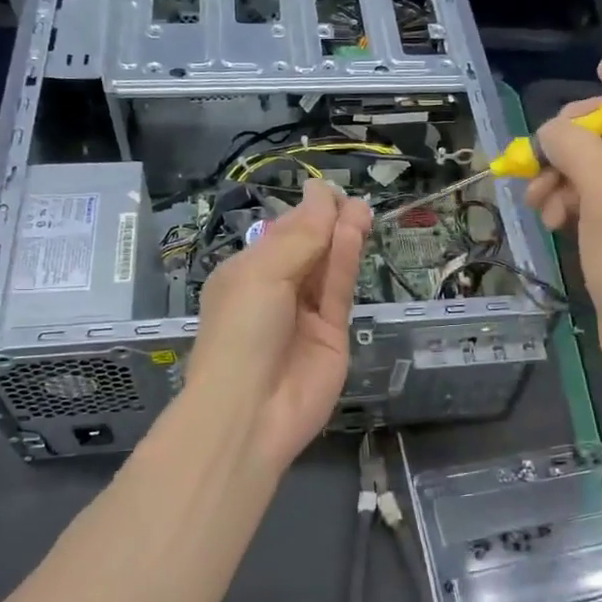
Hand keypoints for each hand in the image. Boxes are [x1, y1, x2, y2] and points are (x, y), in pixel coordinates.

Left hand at [187, 179, 371, 473]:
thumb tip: (321, 194)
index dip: (303, 213)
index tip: (325, 191)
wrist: (251, 410)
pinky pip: (339, 290)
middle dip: (326, 222)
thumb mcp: (262, 274)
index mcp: (246, 274)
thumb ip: (300, 236)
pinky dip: (346, 262)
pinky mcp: (333, 333)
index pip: (280, 234)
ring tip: (361, 209)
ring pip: (327, 267)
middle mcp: (275, 291)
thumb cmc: (241, 331)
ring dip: (342, 237)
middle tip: (350, 201)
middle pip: (307, 248)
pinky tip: (354, 234)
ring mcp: (305, 314)